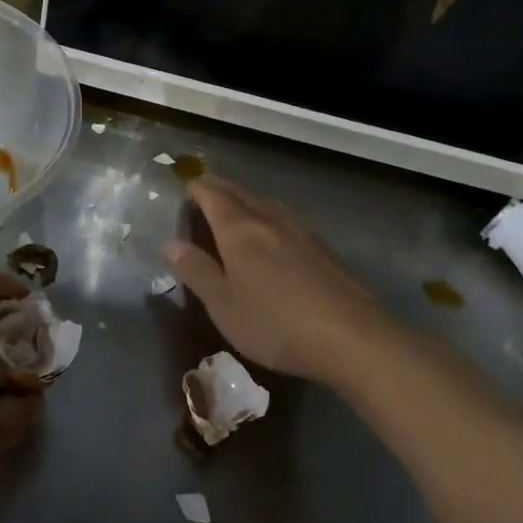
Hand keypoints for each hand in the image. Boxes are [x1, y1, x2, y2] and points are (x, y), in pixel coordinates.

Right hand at [167, 177, 395, 387]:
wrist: (351, 338)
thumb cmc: (274, 322)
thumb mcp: (223, 304)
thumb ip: (196, 271)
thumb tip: (171, 243)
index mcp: (239, 230)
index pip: (213, 195)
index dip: (197, 188)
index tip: (185, 185)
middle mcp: (269, 221)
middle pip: (241, 194)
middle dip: (220, 189)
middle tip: (204, 190)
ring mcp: (300, 233)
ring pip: (266, 206)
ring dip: (247, 202)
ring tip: (235, 209)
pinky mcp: (322, 251)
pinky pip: (285, 222)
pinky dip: (268, 219)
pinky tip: (273, 237)